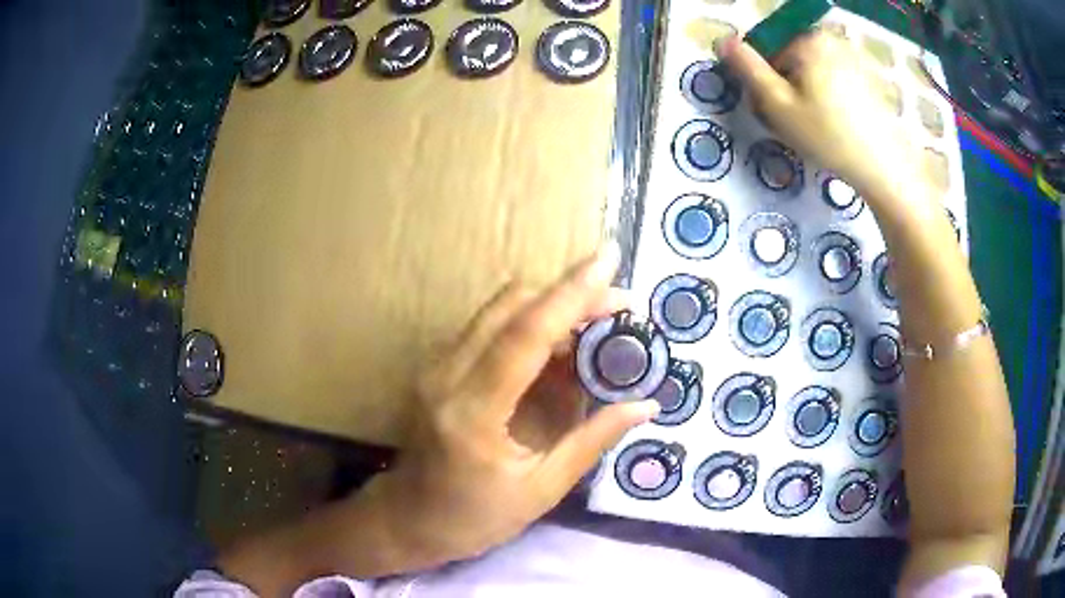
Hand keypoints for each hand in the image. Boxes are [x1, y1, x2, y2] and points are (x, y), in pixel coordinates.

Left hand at [370, 244, 659, 566]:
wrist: (409, 518)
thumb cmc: (474, 517)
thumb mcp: (541, 490)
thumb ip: (592, 441)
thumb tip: (645, 405)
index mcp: (473, 414)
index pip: (525, 336)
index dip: (571, 294)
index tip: (610, 260)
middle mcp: (446, 376)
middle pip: (510, 306)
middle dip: (569, 293)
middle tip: (619, 304)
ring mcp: (436, 366)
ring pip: (499, 310)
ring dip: (551, 305)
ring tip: (600, 323)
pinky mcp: (438, 366)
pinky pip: (490, 327)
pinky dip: (531, 323)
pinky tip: (562, 345)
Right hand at [720, 32, 921, 194]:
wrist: (885, 167)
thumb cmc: (828, 135)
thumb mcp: (777, 104)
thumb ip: (746, 68)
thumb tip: (721, 39)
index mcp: (808, 38)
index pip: (768, 49)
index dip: (765, 80)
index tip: (774, 110)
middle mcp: (832, 39)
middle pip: (792, 58)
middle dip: (788, 86)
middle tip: (795, 123)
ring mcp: (854, 58)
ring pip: (814, 71)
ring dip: (808, 93)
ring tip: (816, 127)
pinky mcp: (869, 78)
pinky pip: (836, 80)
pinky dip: (830, 97)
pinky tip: (837, 124)